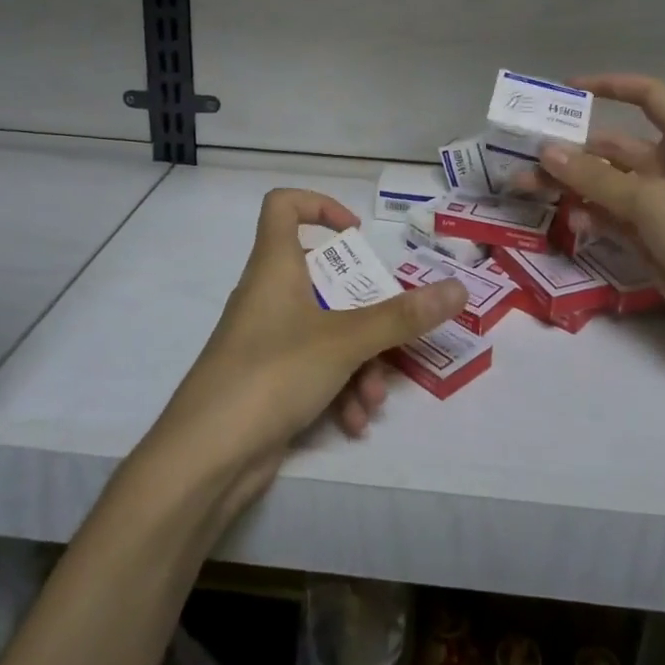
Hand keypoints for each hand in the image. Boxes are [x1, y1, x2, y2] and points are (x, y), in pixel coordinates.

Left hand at [148, 189, 466, 519]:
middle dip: (366, 311)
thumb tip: (458, 290)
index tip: (356, 235)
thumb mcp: (345, 341)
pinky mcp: (268, 381)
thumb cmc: (272, 373)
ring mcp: (267, 340)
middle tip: (393, 331)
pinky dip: (339, 389)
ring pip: (327, 331)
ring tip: (374, 398)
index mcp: (275, 266)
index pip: (283, 206)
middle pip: (324, 279)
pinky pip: (315, 369)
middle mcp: (269, 296)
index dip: (320, 206)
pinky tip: (355, 422)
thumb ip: (402, 317)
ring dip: (360, 362)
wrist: (206, 458)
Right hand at [534, 75, 664, 497]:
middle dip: (572, 149)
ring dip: (571, 185)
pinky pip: (610, 217)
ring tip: (527, 189)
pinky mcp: (650, 239)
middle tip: (526, 156)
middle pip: (614, 146)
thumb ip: (594, 177)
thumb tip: (545, 151)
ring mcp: (659, 205)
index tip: (566, 90)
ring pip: (605, 184)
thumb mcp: (649, 200)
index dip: (610, 85)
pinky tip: (570, 226)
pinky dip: (590, 217)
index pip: (648, 96)